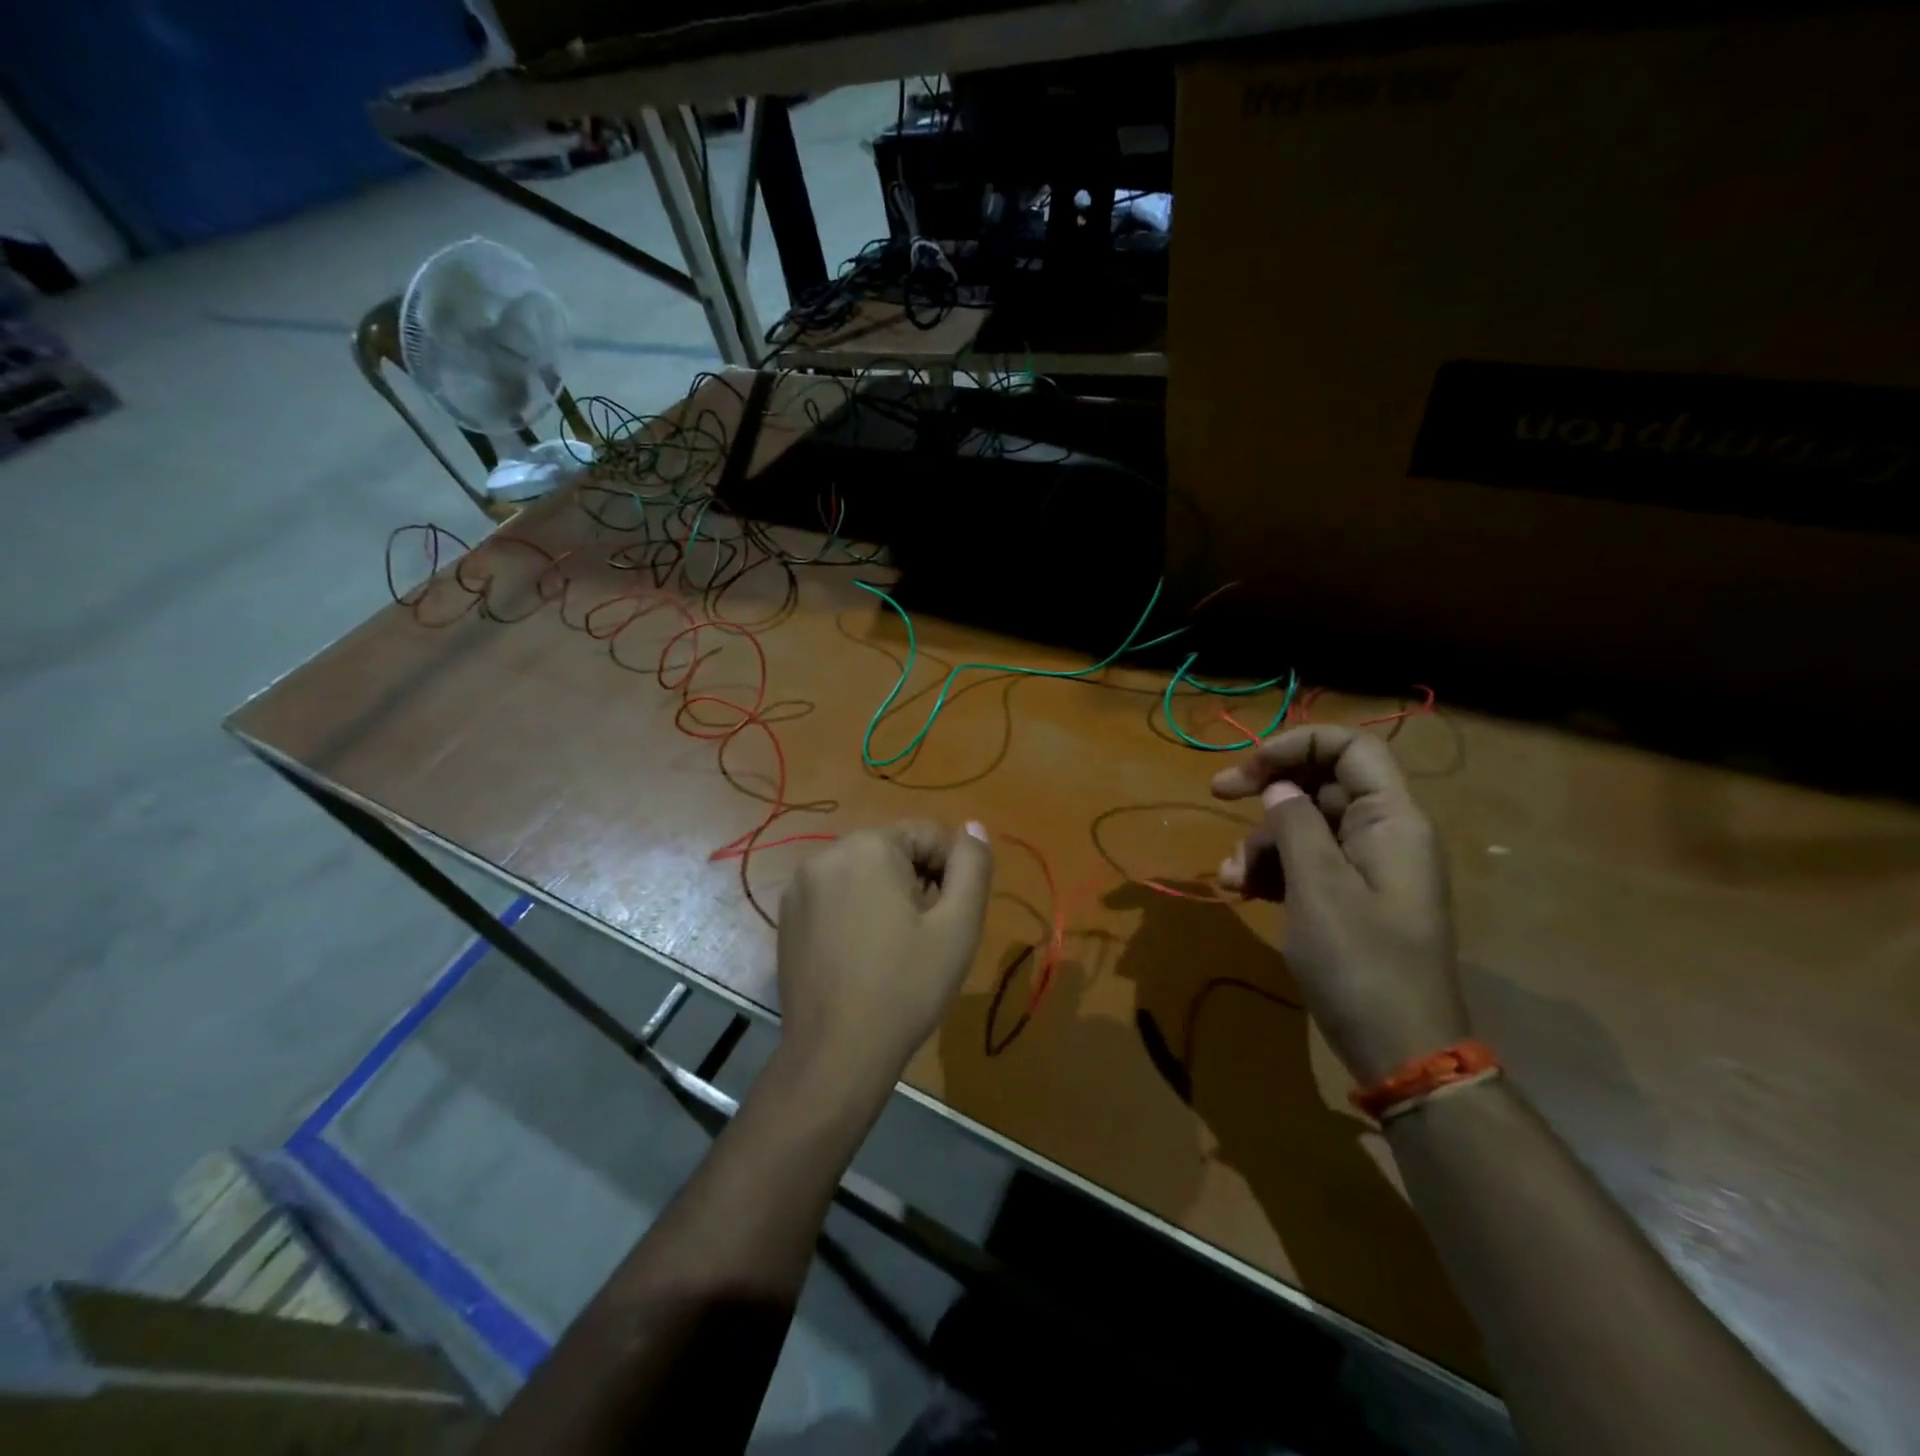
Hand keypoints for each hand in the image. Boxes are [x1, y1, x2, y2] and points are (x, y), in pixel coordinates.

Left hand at [776, 821, 993, 1090]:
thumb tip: (973, 827)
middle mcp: (827, 853)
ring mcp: (800, 886)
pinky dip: (856, 910)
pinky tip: (863, 954)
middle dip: (917, 881)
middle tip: (926, 934)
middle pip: (893, 850)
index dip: (951, 871)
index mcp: (868, 846)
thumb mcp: (958, 925)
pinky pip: (835, 894)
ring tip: (896, 945)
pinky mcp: (787, 916)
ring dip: (887, 895)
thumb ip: (972, 867)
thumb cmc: (906, 986)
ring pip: (863, 872)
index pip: (928, 834)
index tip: (951, 916)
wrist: (836, 1055)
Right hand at [1211, 726, 1469, 1084]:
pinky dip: (1273, 868)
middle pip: (1321, 782)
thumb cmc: (1360, 963)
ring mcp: (1367, 866)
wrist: (1400, 1050)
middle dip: (1268, 790)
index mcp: (1391, 819)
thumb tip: (1278, 787)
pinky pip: (1308, 860)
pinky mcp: (1351, 896)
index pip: (1349, 746)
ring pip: (1306, 823)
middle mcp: (1383, 832)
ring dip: (1262, 840)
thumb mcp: (1317, 887)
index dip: (1294, 744)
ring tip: (1232, 878)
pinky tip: (1244, 891)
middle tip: (1218, 795)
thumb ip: (1294, 824)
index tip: (1247, 771)